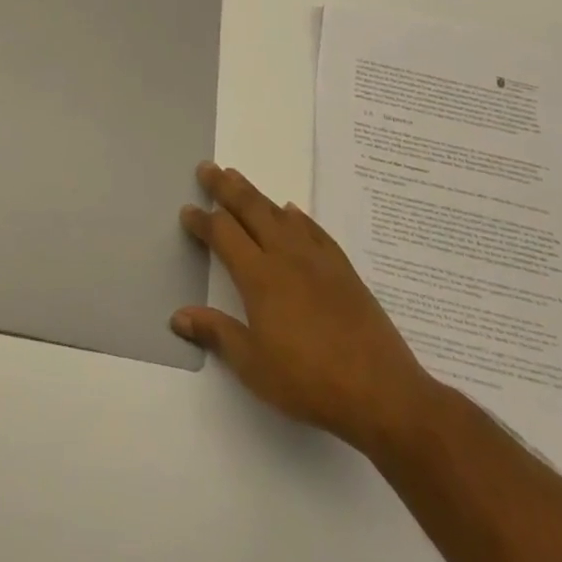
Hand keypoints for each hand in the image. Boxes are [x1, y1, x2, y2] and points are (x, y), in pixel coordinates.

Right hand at [172, 162, 436, 454]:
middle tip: (208, 168)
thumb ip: (216, 334)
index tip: (187, 210)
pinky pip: (314, 231)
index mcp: (259, 277)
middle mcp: (286, 257)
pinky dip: (298, 217)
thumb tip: (178, 316)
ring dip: (257, 195)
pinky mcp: (344, 270)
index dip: (202, 220)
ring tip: (239, 179)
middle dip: (226, 188)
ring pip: (280, 214)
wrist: (382, 392)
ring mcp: (318, 260)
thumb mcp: (253, 365)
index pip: (223, 234)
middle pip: (251, 210)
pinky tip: (293, 212)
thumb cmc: (309, 381)